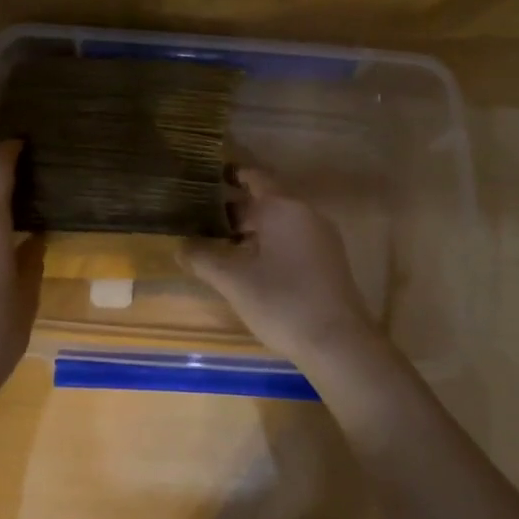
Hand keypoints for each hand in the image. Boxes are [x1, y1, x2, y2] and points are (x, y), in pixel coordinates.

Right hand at [181, 168, 377, 365]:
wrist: (338, 343)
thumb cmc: (282, 302)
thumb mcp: (234, 281)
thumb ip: (203, 258)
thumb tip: (181, 246)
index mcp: (283, 208)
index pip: (255, 178)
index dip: (232, 176)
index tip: (208, 178)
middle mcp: (306, 214)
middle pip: (267, 201)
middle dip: (236, 209)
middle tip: (203, 218)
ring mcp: (321, 238)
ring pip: (280, 222)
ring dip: (252, 228)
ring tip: (221, 242)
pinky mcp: (328, 261)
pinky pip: (293, 239)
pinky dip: (270, 243)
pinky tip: (251, 265)